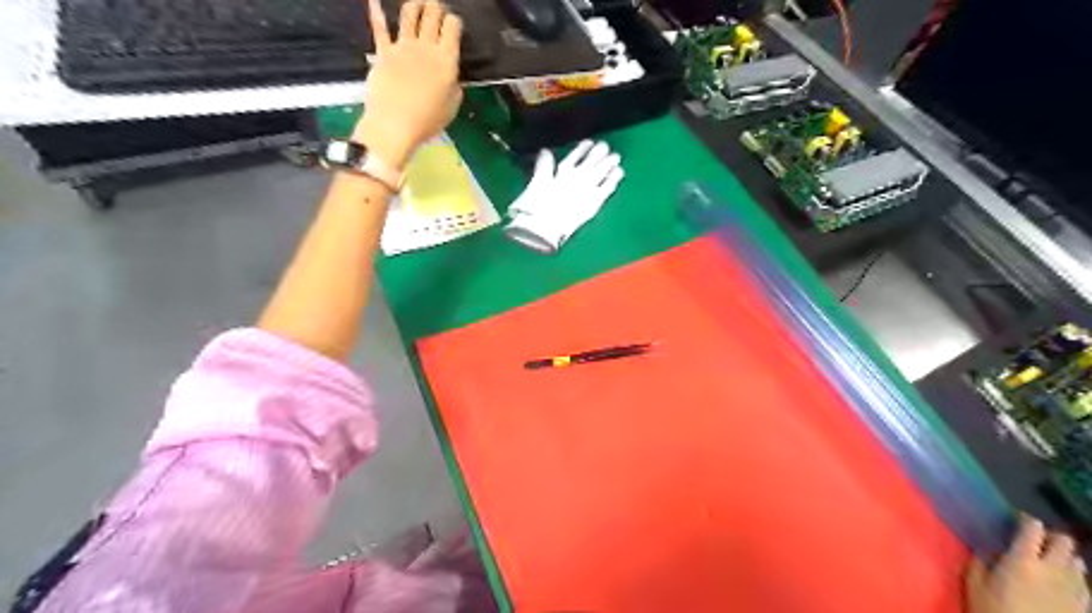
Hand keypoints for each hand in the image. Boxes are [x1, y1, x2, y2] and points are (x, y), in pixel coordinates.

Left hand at [358, 1, 461, 168]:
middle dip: (436, 9)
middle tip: (437, 11)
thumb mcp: (452, 107)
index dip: (454, 22)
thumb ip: (454, 88)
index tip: (454, 26)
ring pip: (409, 13)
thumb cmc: (428, 120)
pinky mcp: (383, 52)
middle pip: (432, 14)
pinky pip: (379, 28)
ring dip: (415, 5)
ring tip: (418, 4)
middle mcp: (426, 47)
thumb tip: (452, 78)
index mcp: (447, 60)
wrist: (394, 124)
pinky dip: (376, 13)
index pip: (453, 27)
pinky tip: (373, 1)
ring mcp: (403, 47)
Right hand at [503, 140, 621, 251]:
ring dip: (610, 163)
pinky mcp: (595, 202)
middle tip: (606, 146)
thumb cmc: (536, 206)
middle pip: (593, 160)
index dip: (583, 147)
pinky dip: (614, 179)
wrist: (546, 227)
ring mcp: (589, 189)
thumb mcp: (536, 182)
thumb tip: (545, 151)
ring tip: (616, 157)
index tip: (589, 142)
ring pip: (603, 170)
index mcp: (563, 170)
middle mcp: (579, 176)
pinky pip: (608, 187)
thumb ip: (543, 165)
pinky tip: (619, 174)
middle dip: (600, 151)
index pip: (576, 154)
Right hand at [968, 518, 1086, 612]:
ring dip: (1065, 558)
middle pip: (1064, 542)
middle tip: (1037, 541)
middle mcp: (1052, 571)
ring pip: (1078, 562)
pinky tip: (1062, 584)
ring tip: (1050, 563)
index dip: (1026, 521)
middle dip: (1052, 537)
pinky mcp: (1082, 607)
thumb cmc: (992, 610)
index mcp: (1022, 560)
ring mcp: (1072, 590)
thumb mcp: (975, 583)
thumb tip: (989, 550)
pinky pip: (1085, 585)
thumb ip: (981, 561)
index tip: (1018, 520)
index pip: (1033, 529)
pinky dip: (1075, 579)